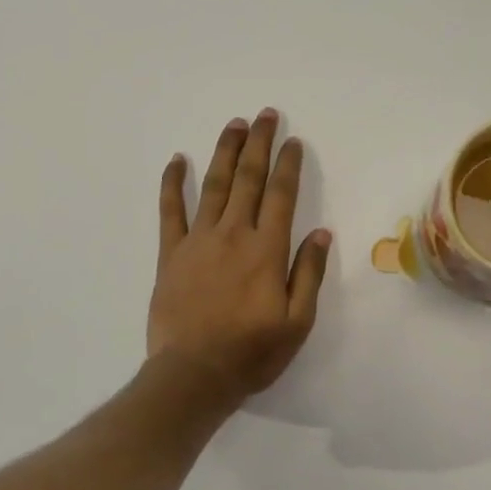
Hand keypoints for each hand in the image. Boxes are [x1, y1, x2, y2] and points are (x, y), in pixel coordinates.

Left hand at [149, 109, 332, 408]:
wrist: (193, 374)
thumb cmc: (251, 353)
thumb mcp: (297, 322)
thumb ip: (308, 274)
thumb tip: (320, 232)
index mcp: (266, 250)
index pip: (281, 195)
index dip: (288, 165)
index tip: (293, 141)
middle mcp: (233, 234)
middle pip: (248, 179)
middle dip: (259, 144)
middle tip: (265, 115)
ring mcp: (198, 240)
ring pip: (213, 185)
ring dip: (224, 152)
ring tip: (234, 125)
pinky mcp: (171, 253)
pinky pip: (170, 210)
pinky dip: (172, 183)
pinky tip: (176, 160)